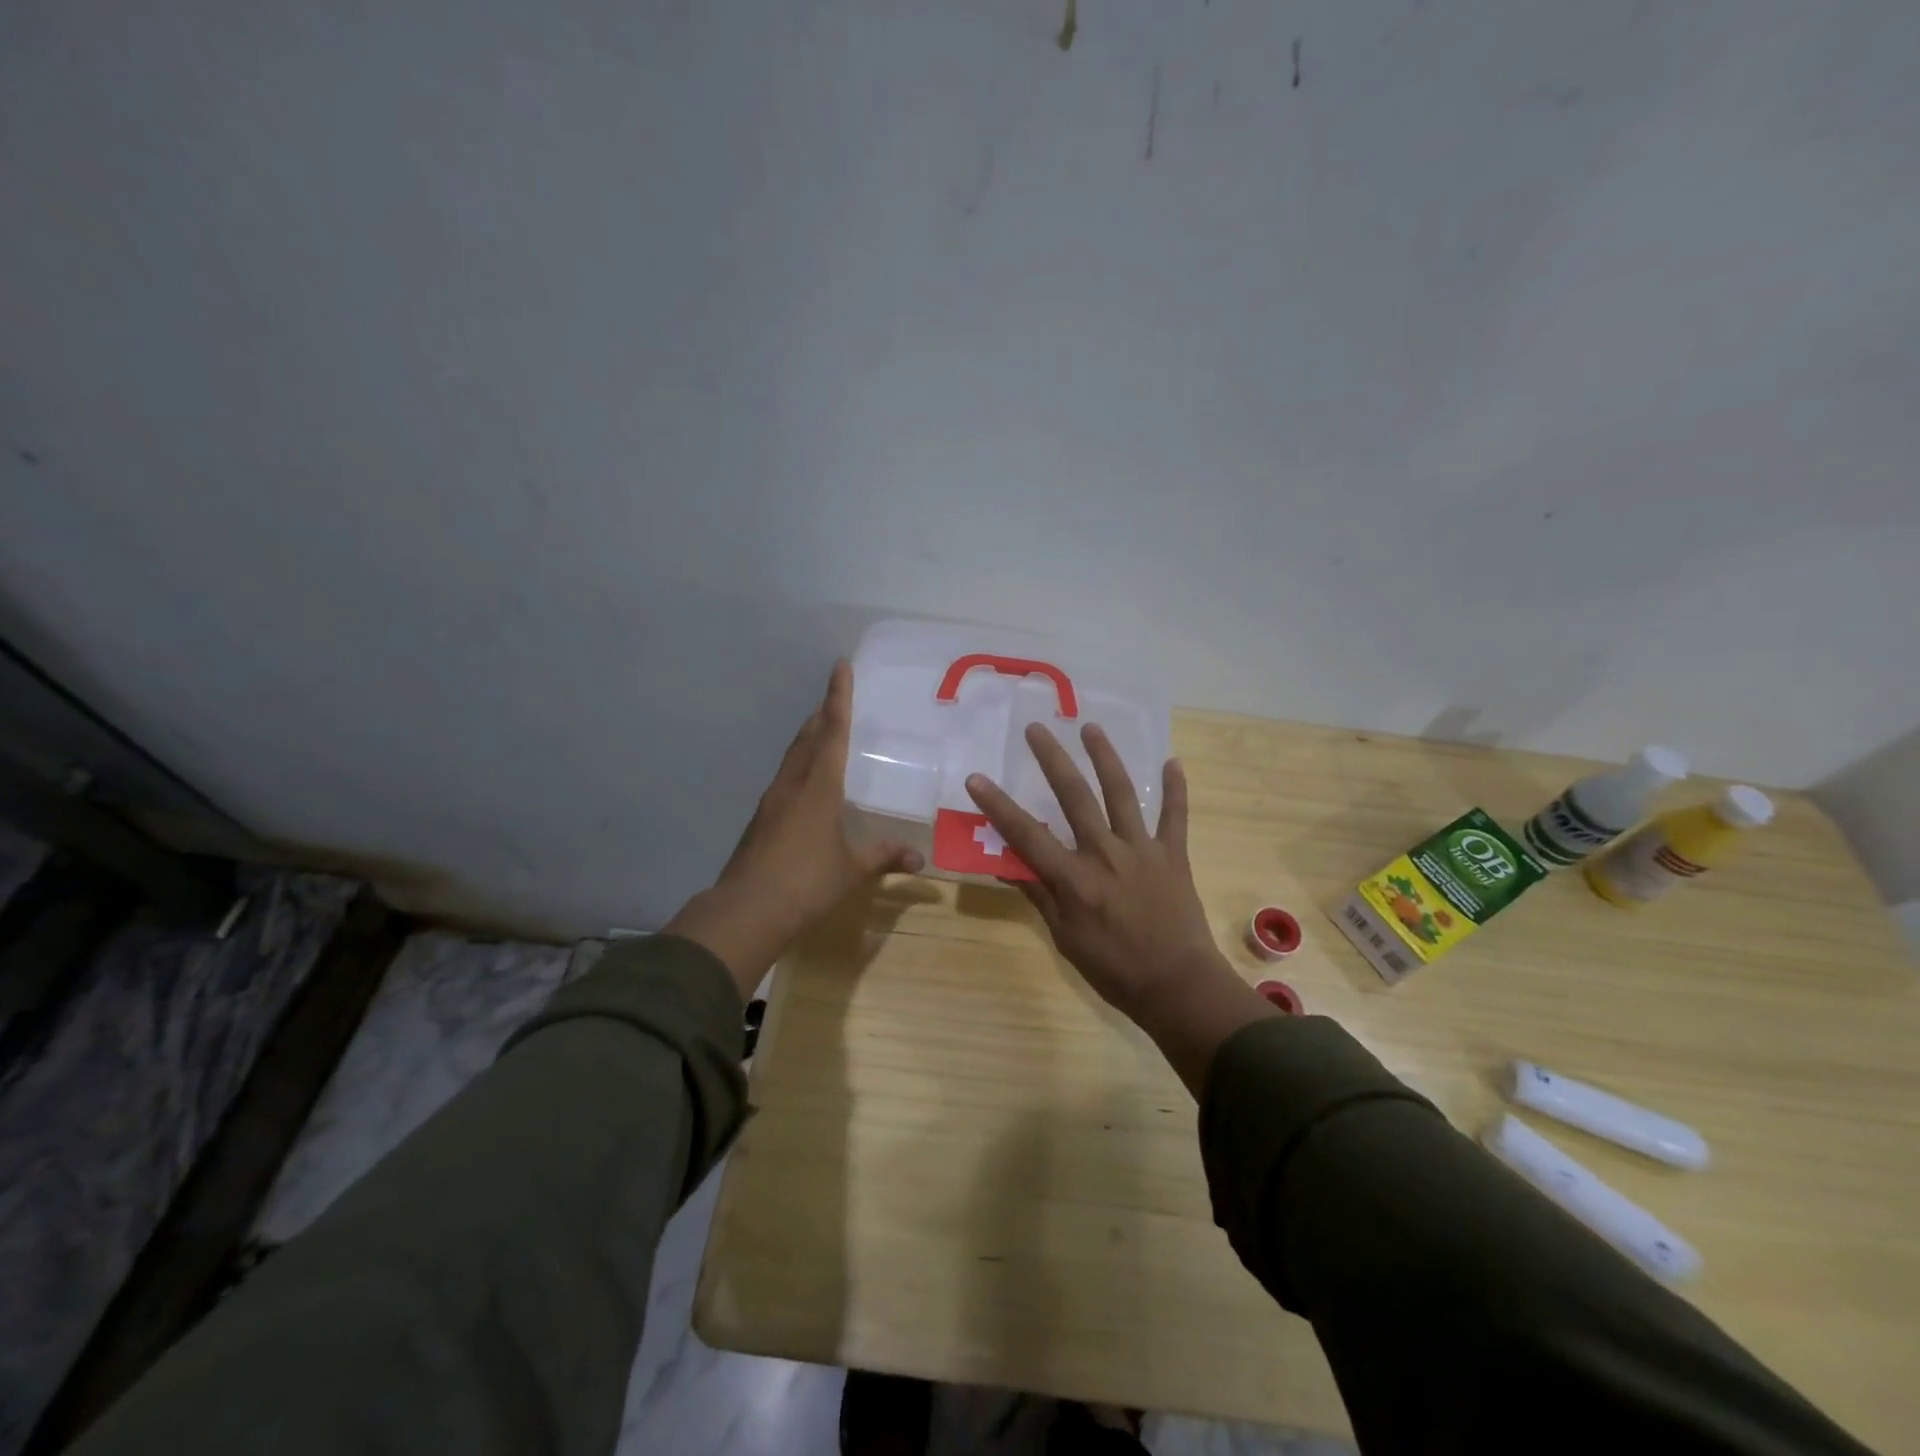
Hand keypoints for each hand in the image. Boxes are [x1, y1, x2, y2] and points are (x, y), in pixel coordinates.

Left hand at [665, 661, 921, 996]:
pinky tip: (805, 782)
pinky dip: (799, 766)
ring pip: (793, 757)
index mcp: (819, 786)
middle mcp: (793, 784)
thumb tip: (919, 859)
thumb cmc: (807, 882)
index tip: (840, 666)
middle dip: (823, 714)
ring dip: (808, 738)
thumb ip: (884, 856)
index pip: (833, 730)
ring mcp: (772, 801)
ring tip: (823, 732)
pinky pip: (785, 778)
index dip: (838, 696)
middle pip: (808, 737)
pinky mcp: (761, 820)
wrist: (747, 910)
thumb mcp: (852, 869)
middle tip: (835, 698)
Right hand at [965, 723, 1275, 1094]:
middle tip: (1036, 728)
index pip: (1027, 835)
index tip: (977, 778)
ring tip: (1091, 727)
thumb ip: (1039, 897)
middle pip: (1074, 797)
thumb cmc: (1114, 970)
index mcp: (1074, 878)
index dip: (999, 806)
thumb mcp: (1065, 938)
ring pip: (1121, 793)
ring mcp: (1142, 849)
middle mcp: (1105, 853)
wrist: (1178, 986)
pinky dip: (1175, 789)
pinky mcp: (1173, 854)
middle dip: (1052, 760)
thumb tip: (1007, 867)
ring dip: (1105, 757)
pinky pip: (1175, 816)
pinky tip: (1172, 761)